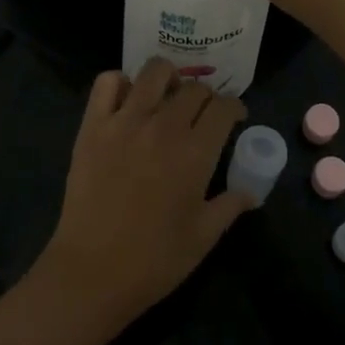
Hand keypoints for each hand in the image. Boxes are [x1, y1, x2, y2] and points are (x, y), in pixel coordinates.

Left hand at [33, 59, 251, 330]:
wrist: (92, 273)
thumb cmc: (154, 260)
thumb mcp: (203, 237)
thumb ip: (230, 206)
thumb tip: (252, 191)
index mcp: (196, 152)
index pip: (223, 107)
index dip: (234, 108)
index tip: (233, 118)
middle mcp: (164, 126)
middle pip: (194, 87)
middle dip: (205, 97)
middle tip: (200, 114)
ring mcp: (125, 121)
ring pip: (154, 71)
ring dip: (168, 78)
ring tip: (166, 96)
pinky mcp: (93, 125)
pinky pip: (107, 82)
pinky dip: (120, 83)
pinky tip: (127, 102)